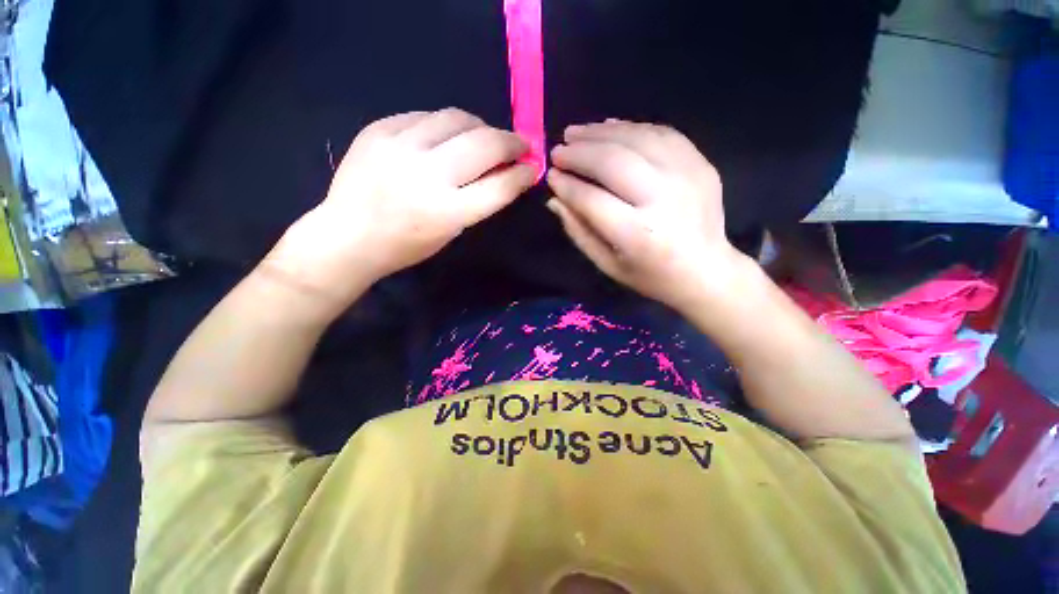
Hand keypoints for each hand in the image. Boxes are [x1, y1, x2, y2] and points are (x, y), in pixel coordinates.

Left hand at [270, 108, 535, 303]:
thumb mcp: (451, 231)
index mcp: (448, 212)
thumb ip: (479, 201)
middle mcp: (427, 175)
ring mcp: (400, 147)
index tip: (533, 167)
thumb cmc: (406, 245)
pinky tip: (445, 136)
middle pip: (485, 144)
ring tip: (484, 137)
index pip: (500, 185)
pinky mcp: (378, 129)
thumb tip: (505, 173)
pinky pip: (425, 115)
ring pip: (457, 118)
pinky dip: (444, 125)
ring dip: (480, 127)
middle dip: (511, 141)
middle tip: (519, 144)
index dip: (523, 173)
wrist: (348, 235)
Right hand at [546, 119, 748, 311]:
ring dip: (600, 132)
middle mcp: (663, 199)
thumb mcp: (608, 265)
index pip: (591, 199)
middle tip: (558, 150)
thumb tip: (555, 199)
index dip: (566, 185)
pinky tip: (610, 128)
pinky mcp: (700, 163)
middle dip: (579, 153)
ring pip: (635, 139)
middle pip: (612, 162)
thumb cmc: (650, 275)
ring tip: (576, 132)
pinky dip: (630, 127)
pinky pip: (660, 133)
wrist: (707, 270)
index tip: (550, 176)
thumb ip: (579, 232)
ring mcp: (686, 175)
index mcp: (637, 234)